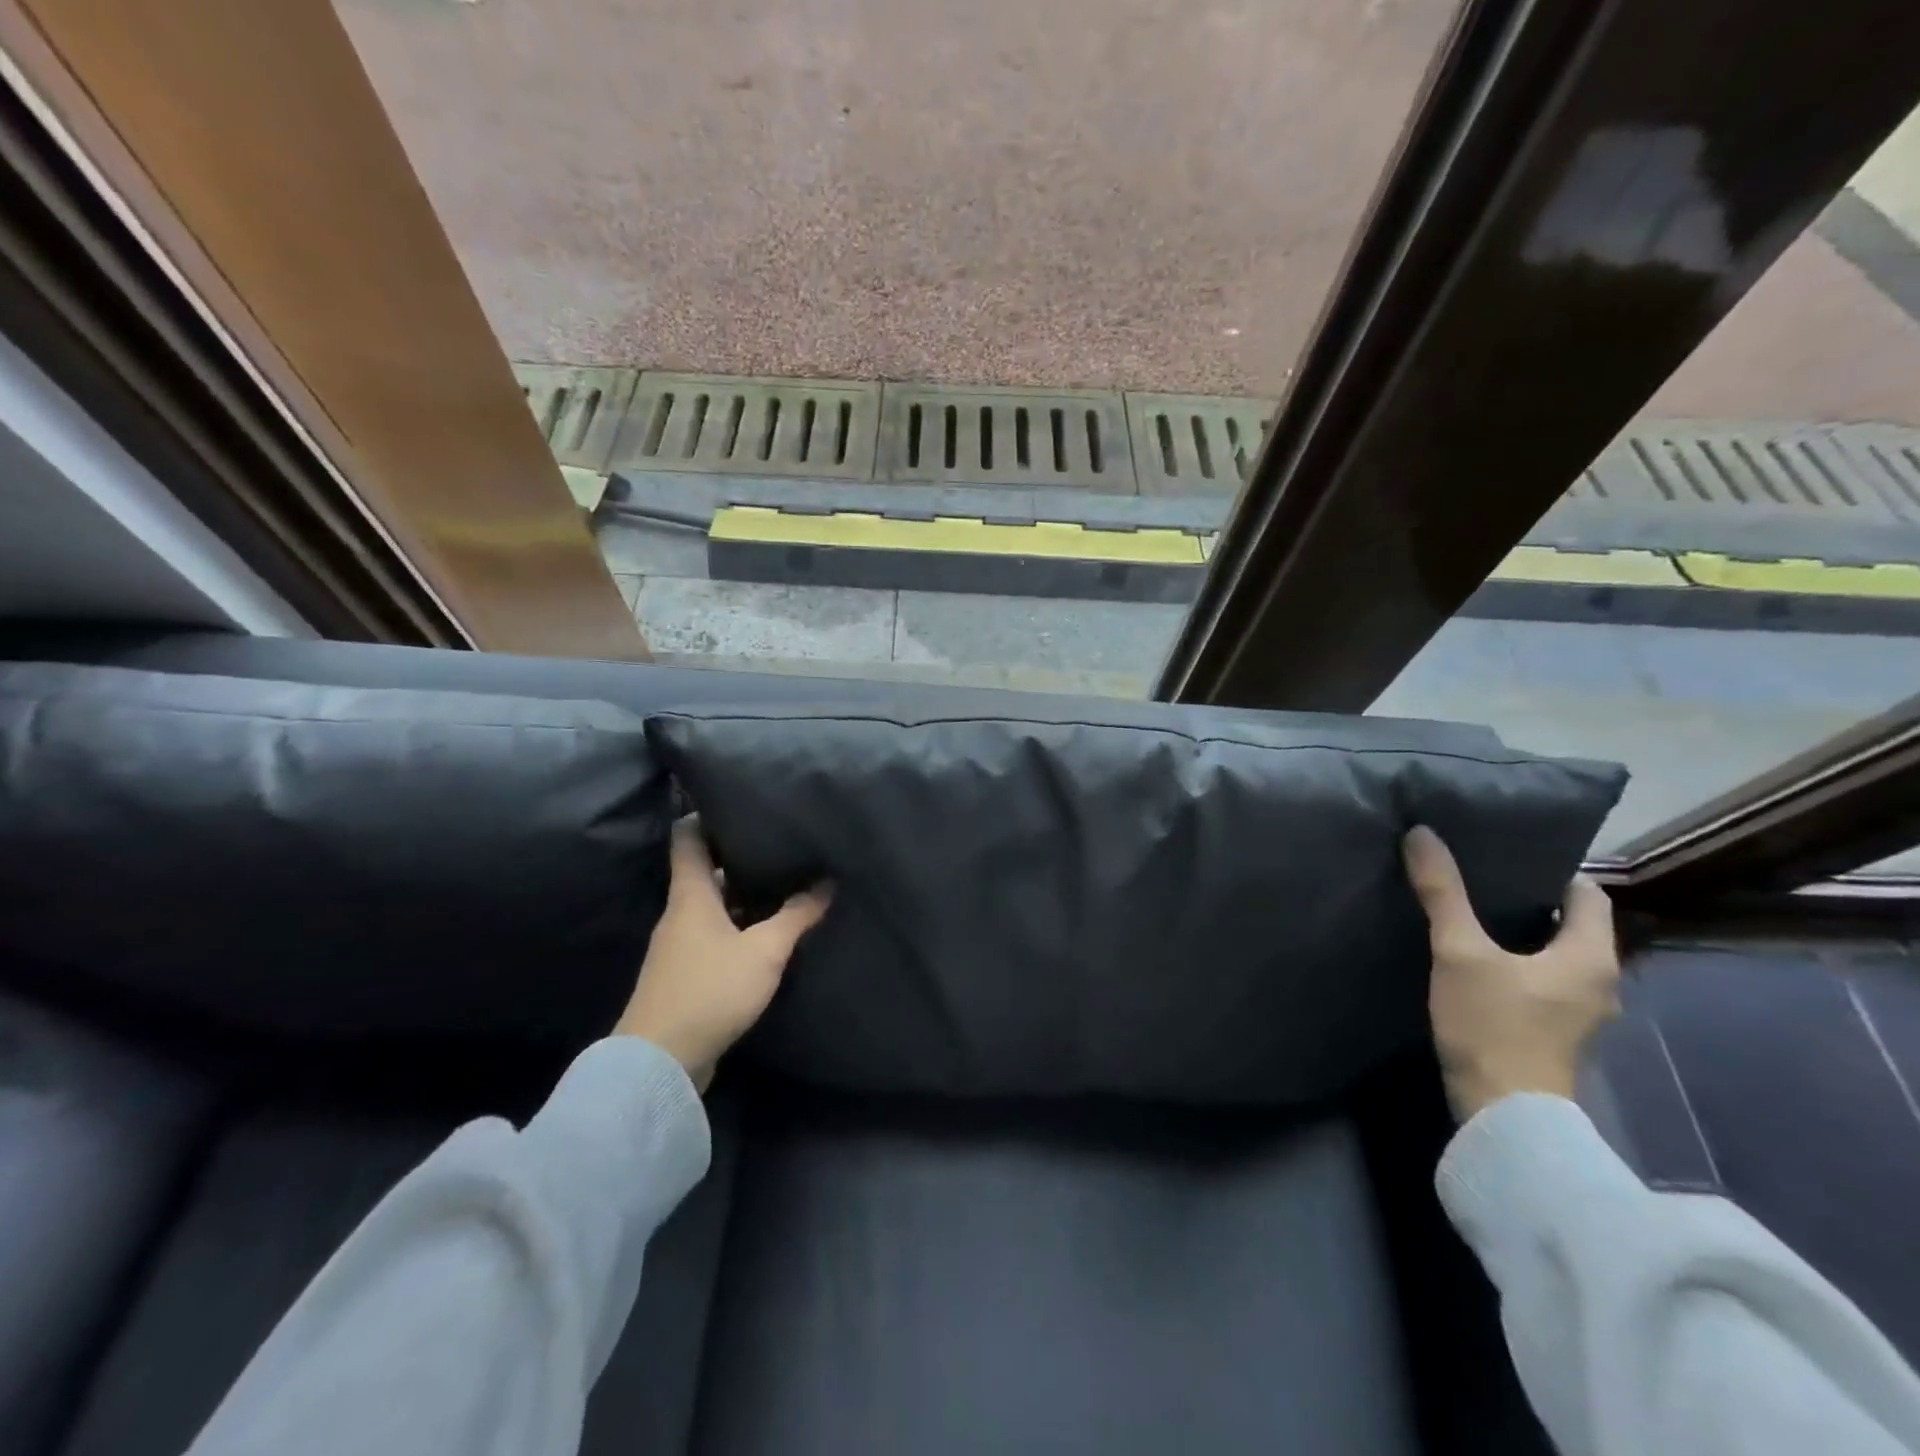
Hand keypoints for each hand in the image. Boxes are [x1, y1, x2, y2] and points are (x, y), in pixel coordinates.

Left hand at [616, 816, 831, 1090]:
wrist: (660, 1061)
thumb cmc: (711, 989)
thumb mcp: (765, 949)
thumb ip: (797, 914)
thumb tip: (827, 882)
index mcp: (691, 894)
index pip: (688, 837)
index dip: (706, 814)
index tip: (737, 801)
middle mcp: (680, 912)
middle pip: (705, 870)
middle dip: (739, 857)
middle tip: (779, 844)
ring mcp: (679, 944)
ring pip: (712, 905)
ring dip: (742, 895)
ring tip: (783, 883)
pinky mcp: (684, 973)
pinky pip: (713, 934)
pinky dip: (737, 926)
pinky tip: (767, 932)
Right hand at [1402, 825, 1619, 1120]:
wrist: (1504, 1114)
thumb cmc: (1493, 1025)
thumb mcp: (1460, 952)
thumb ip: (1443, 893)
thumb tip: (1422, 834)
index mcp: (1591, 957)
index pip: (1587, 894)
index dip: (1551, 871)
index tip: (1504, 858)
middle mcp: (1600, 982)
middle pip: (1572, 925)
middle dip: (1529, 901)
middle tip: (1478, 879)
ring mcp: (1581, 1013)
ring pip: (1556, 955)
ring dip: (1521, 935)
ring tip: (1471, 915)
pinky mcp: (1556, 1033)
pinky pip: (1544, 981)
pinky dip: (1518, 964)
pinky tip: (1476, 961)